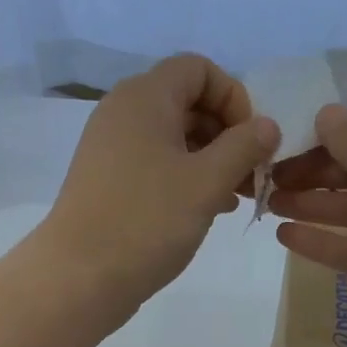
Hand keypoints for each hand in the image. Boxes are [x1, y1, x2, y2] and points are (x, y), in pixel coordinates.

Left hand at [35, 53, 279, 311]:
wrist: (80, 278)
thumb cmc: (148, 221)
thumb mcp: (208, 182)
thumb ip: (244, 147)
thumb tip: (267, 126)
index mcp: (145, 96)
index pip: (199, 68)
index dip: (234, 97)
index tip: (251, 141)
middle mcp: (123, 112)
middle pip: (186, 103)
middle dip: (226, 134)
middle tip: (250, 176)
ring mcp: (110, 149)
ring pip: (172, 139)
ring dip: (209, 161)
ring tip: (235, 198)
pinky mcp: (106, 182)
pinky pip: (154, 166)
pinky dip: (183, 179)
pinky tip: (206, 210)